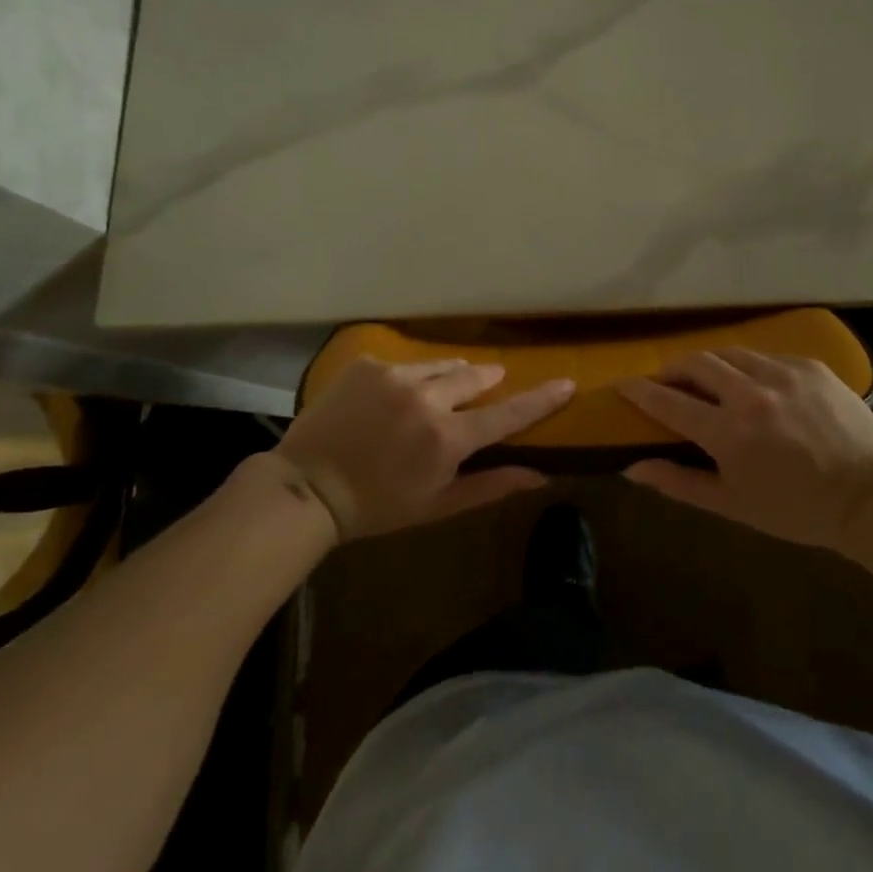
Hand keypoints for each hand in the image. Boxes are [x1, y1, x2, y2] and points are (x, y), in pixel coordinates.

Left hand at [275, 357, 574, 540]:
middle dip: (485, 382)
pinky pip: (405, 364)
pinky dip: (409, 378)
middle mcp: (427, 398)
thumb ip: (491, 486)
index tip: (567, 382)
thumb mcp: (438, 506)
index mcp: (448, 438)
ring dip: (449, 377)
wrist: (306, 489)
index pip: (507, 414)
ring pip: (441, 365)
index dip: (541, 399)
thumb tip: (541, 475)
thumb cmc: (377, 507)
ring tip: (437, 394)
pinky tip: (392, 398)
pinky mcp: (369, 365)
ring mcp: (395, 376)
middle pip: (475, 377)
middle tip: (485, 387)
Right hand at [619, 349, 872, 548]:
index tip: (622, 385)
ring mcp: (783, 374)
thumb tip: (632, 467)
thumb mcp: (732, 504)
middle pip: (696, 363)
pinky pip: (767, 356)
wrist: (869, 496)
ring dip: (710, 364)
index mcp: (728, 431)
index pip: (668, 401)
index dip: (639, 391)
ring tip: (708, 378)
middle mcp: (751, 393)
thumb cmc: (795, 509)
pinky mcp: (810, 366)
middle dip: (673, 369)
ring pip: (731, 353)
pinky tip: (756, 385)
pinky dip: (750, 367)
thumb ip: (679, 482)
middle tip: (667, 381)